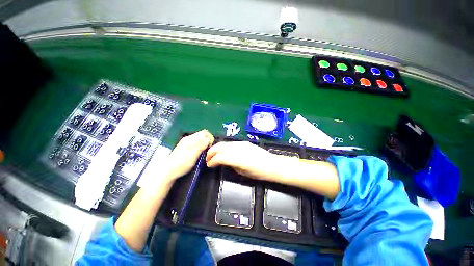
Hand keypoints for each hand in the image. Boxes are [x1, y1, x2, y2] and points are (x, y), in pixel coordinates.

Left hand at [163, 129, 213, 181]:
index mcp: (190, 140)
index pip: (204, 132)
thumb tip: (208, 139)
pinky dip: (200, 146)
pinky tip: (198, 153)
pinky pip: (196, 142)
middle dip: (207, 141)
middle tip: (207, 150)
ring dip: (204, 143)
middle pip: (202, 134)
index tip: (211, 146)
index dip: (210, 138)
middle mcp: (188, 138)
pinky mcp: (185, 146)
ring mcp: (186, 142)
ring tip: (203, 153)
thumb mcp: (193, 156)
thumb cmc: (180, 165)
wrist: (168, 171)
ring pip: (199, 138)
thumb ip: (201, 146)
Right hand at [206, 141, 279, 180]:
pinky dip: (224, 146)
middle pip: (220, 147)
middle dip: (211, 152)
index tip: (209, 165)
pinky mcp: (244, 142)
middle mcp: (238, 149)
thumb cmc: (259, 173)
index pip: (220, 157)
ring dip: (217, 148)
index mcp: (238, 159)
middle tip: (207, 158)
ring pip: (224, 143)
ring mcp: (241, 144)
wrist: (272, 164)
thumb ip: (232, 165)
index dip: (212, 161)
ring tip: (214, 154)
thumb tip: (225, 162)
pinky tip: (224, 151)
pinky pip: (231, 143)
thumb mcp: (243, 172)